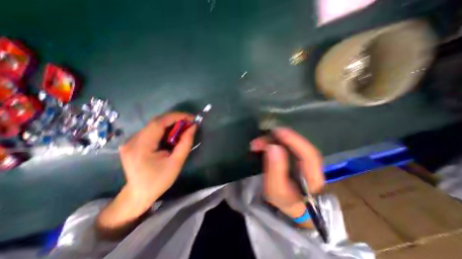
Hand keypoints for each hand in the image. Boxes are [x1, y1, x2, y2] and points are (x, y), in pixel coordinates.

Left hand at [99, 111, 194, 237]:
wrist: (139, 194)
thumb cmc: (159, 180)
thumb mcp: (176, 162)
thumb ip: (186, 143)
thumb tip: (193, 127)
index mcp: (141, 147)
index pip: (158, 123)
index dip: (176, 116)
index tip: (190, 117)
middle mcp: (132, 140)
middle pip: (156, 122)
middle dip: (175, 120)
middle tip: (189, 123)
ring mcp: (130, 141)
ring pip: (154, 125)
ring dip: (170, 124)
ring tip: (182, 129)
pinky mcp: (133, 142)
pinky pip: (151, 130)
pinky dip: (164, 129)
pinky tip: (171, 135)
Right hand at [251, 128, 321, 219]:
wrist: (289, 203)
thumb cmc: (283, 200)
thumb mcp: (275, 190)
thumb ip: (275, 169)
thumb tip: (273, 147)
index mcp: (312, 177)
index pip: (309, 155)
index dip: (294, 141)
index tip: (278, 132)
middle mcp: (311, 165)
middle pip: (298, 145)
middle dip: (278, 139)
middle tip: (259, 139)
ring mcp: (303, 158)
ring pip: (290, 143)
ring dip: (273, 140)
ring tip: (256, 143)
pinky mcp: (295, 155)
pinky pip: (285, 144)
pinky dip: (273, 142)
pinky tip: (262, 144)